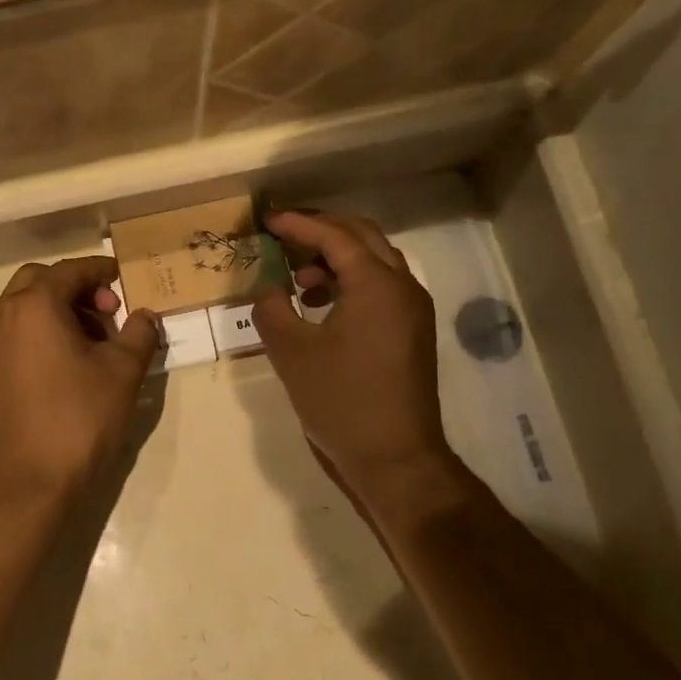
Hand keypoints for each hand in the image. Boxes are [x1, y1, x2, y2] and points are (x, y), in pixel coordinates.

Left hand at [0, 257, 161, 510]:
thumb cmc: (79, 419)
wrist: (28, 483)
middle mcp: (4, 316)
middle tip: (108, 313)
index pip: (70, 270)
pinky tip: (73, 364)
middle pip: (40, 281)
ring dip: (61, 310)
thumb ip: (139, 334)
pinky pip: (18, 333)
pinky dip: (44, 332)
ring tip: (97, 343)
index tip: (125, 279)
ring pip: (27, 307)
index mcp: (34, 306)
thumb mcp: (122, 372)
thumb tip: (144, 316)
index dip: (101, 271)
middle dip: (77, 287)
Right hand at [251, 211, 456, 500]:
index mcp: (376, 284)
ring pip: (375, 261)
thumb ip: (271, 308)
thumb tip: (268, 288)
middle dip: (322, 231)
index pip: (335, 236)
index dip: (299, 224)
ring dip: (337, 259)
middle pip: (363, 237)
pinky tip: (321, 308)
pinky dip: (350, 283)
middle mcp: (403, 287)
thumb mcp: (291, 352)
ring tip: (299, 281)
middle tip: (286, 236)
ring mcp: (412, 310)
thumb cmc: (341, 401)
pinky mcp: (412, 331)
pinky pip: (381, 287)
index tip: (268, 221)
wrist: (395, 458)